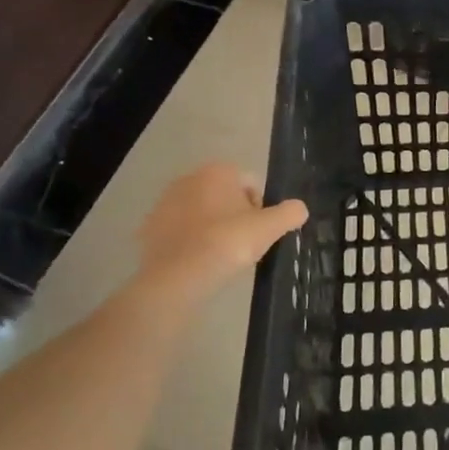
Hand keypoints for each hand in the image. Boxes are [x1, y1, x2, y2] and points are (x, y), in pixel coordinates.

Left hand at [135, 163, 307, 297]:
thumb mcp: (270, 228)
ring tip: (220, 256)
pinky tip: (198, 262)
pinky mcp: (149, 228)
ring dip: (212, 228)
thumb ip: (290, 213)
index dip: (261, 208)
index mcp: (218, 172)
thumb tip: (299, 209)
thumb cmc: (228, 243)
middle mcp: (188, 179)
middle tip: (242, 244)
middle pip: (224, 196)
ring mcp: (164, 203)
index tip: (260, 232)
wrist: (178, 277)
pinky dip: (190, 242)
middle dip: (234, 215)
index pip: (251, 183)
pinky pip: (180, 232)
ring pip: (201, 213)